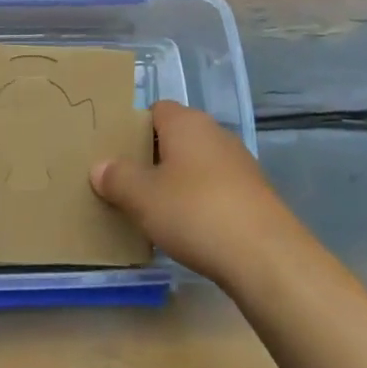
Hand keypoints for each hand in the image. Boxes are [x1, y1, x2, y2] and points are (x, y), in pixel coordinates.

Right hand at [91, 101, 303, 287]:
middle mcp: (215, 133)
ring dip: (178, 183)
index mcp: (186, 122)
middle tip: (129, 185)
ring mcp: (240, 164)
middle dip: (154, 158)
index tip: (117, 156)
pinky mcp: (256, 195)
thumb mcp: (142, 197)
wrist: (266, 257)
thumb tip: (100, 167)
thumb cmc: (195, 212)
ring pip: (197, 165)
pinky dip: (201, 203)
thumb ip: (117, 178)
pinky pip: (217, 189)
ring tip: (155, 212)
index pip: (155, 110)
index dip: (135, 129)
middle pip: (176, 137)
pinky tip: (190, 230)